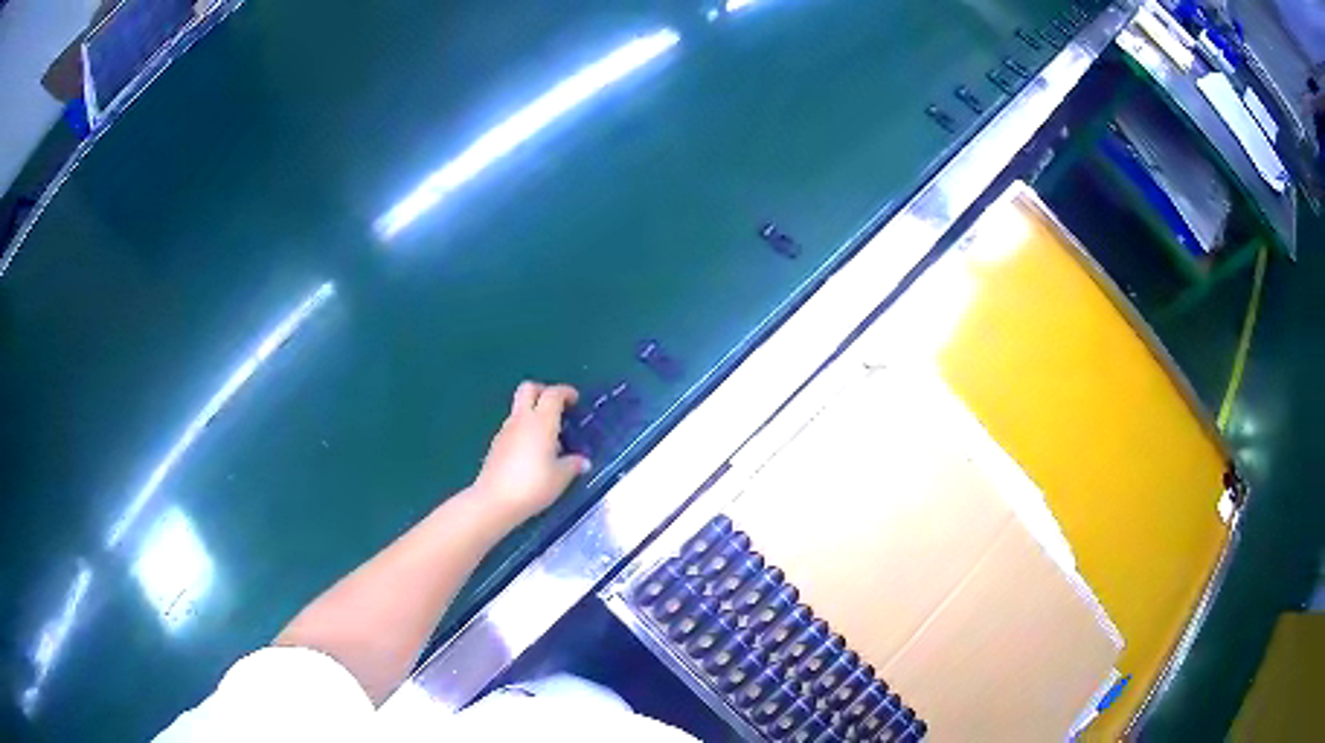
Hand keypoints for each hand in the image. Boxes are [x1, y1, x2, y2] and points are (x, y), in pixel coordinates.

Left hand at [470, 381, 591, 524]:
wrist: (495, 500)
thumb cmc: (533, 485)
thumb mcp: (561, 477)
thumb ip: (573, 465)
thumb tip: (583, 461)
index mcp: (541, 422)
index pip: (553, 394)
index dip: (566, 392)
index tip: (575, 400)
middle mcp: (522, 419)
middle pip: (529, 389)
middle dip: (543, 391)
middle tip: (557, 407)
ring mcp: (505, 430)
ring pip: (519, 408)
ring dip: (534, 413)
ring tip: (549, 438)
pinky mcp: (496, 444)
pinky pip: (513, 427)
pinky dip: (524, 430)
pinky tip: (533, 453)